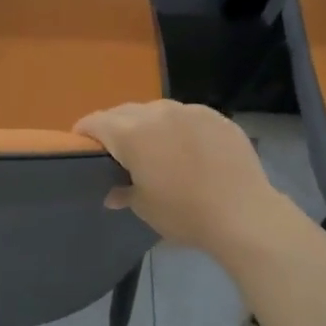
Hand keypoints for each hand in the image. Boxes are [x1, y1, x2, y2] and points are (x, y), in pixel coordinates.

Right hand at [74, 100, 291, 251]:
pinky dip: (179, 128)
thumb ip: (123, 192)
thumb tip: (113, 192)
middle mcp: (157, 113)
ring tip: (155, 149)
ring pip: (157, 111)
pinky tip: (189, 150)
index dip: (84, 133)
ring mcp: (190, 111)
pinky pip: (187, 116)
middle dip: (116, 128)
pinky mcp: (216, 117)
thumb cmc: (184, 213)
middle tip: (118, 153)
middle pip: (125, 112)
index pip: (95, 122)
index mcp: (132, 133)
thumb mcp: (145, 207)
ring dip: (148, 126)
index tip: (82, 147)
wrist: (243, 214)